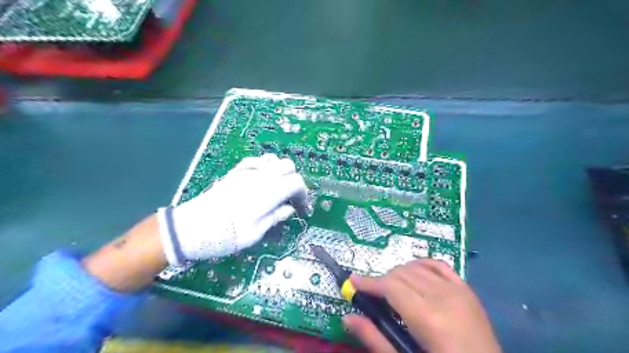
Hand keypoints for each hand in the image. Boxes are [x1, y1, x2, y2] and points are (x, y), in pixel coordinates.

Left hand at [158, 152, 307, 264]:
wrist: (189, 229)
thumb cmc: (224, 236)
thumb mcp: (255, 234)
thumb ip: (275, 217)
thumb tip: (289, 209)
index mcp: (267, 193)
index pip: (296, 182)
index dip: (303, 194)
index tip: (301, 208)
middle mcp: (259, 177)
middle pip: (288, 166)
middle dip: (294, 180)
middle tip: (290, 198)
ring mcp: (245, 172)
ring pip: (273, 159)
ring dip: (281, 172)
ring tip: (278, 189)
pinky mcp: (234, 172)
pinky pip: (256, 161)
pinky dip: (265, 167)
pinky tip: (261, 179)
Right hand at [343, 259, 501, 352]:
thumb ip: (375, 339)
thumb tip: (347, 316)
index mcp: (428, 318)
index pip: (390, 287)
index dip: (369, 282)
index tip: (352, 281)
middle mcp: (443, 297)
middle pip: (401, 274)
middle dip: (382, 281)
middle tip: (374, 295)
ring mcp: (457, 290)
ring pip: (416, 267)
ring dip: (399, 274)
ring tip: (393, 290)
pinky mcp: (467, 290)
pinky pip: (438, 264)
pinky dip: (421, 265)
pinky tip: (414, 275)